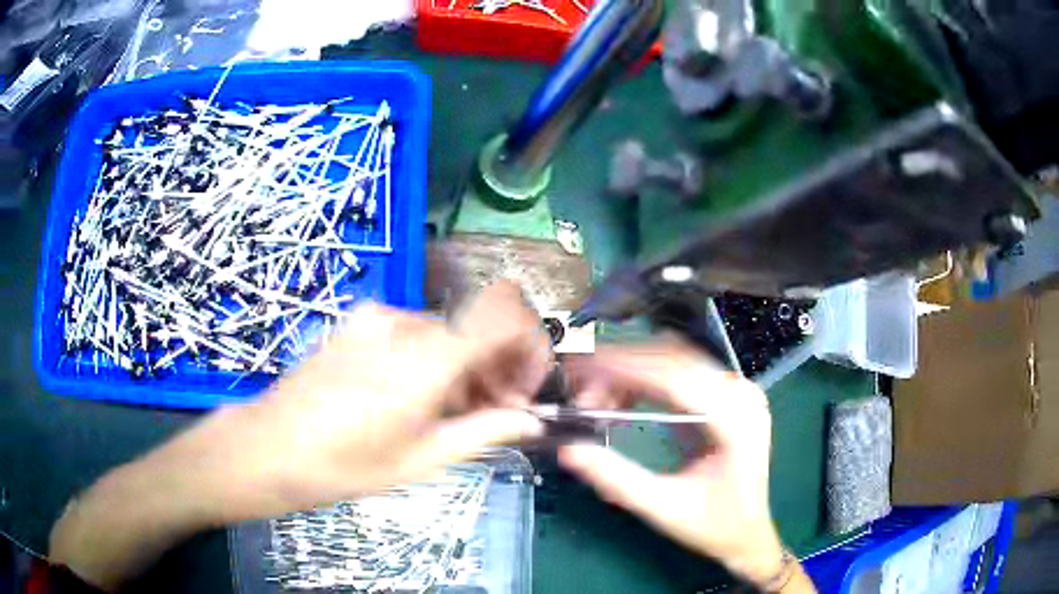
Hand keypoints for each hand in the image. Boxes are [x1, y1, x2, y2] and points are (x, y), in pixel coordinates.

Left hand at [218, 280, 552, 516]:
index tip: (526, 386)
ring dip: (466, 366)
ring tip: (453, 413)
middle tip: (497, 413)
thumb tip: (530, 420)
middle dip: (499, 367)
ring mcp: (377, 317)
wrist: (269, 446)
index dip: (530, 344)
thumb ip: (484, 431)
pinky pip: (414, 333)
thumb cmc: (345, 464)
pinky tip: (416, 397)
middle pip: (477, 327)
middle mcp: (406, 323)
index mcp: (427, 357)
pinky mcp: (357, 322)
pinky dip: (432, 359)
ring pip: (447, 332)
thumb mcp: (421, 459)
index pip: (506, 315)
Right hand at [557, 341, 786, 585]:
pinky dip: (646, 379)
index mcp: (735, 421)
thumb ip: (616, 478)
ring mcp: (738, 392)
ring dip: (632, 371)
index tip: (580, 370)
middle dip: (621, 368)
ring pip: (675, 359)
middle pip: (674, 360)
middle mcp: (741, 396)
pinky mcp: (727, 395)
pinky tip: (623, 397)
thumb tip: (569, 449)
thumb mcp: (662, 508)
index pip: (675, 377)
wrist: (747, 533)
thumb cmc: (712, 526)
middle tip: (580, 391)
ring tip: (595, 397)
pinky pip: (682, 371)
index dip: (624, 368)